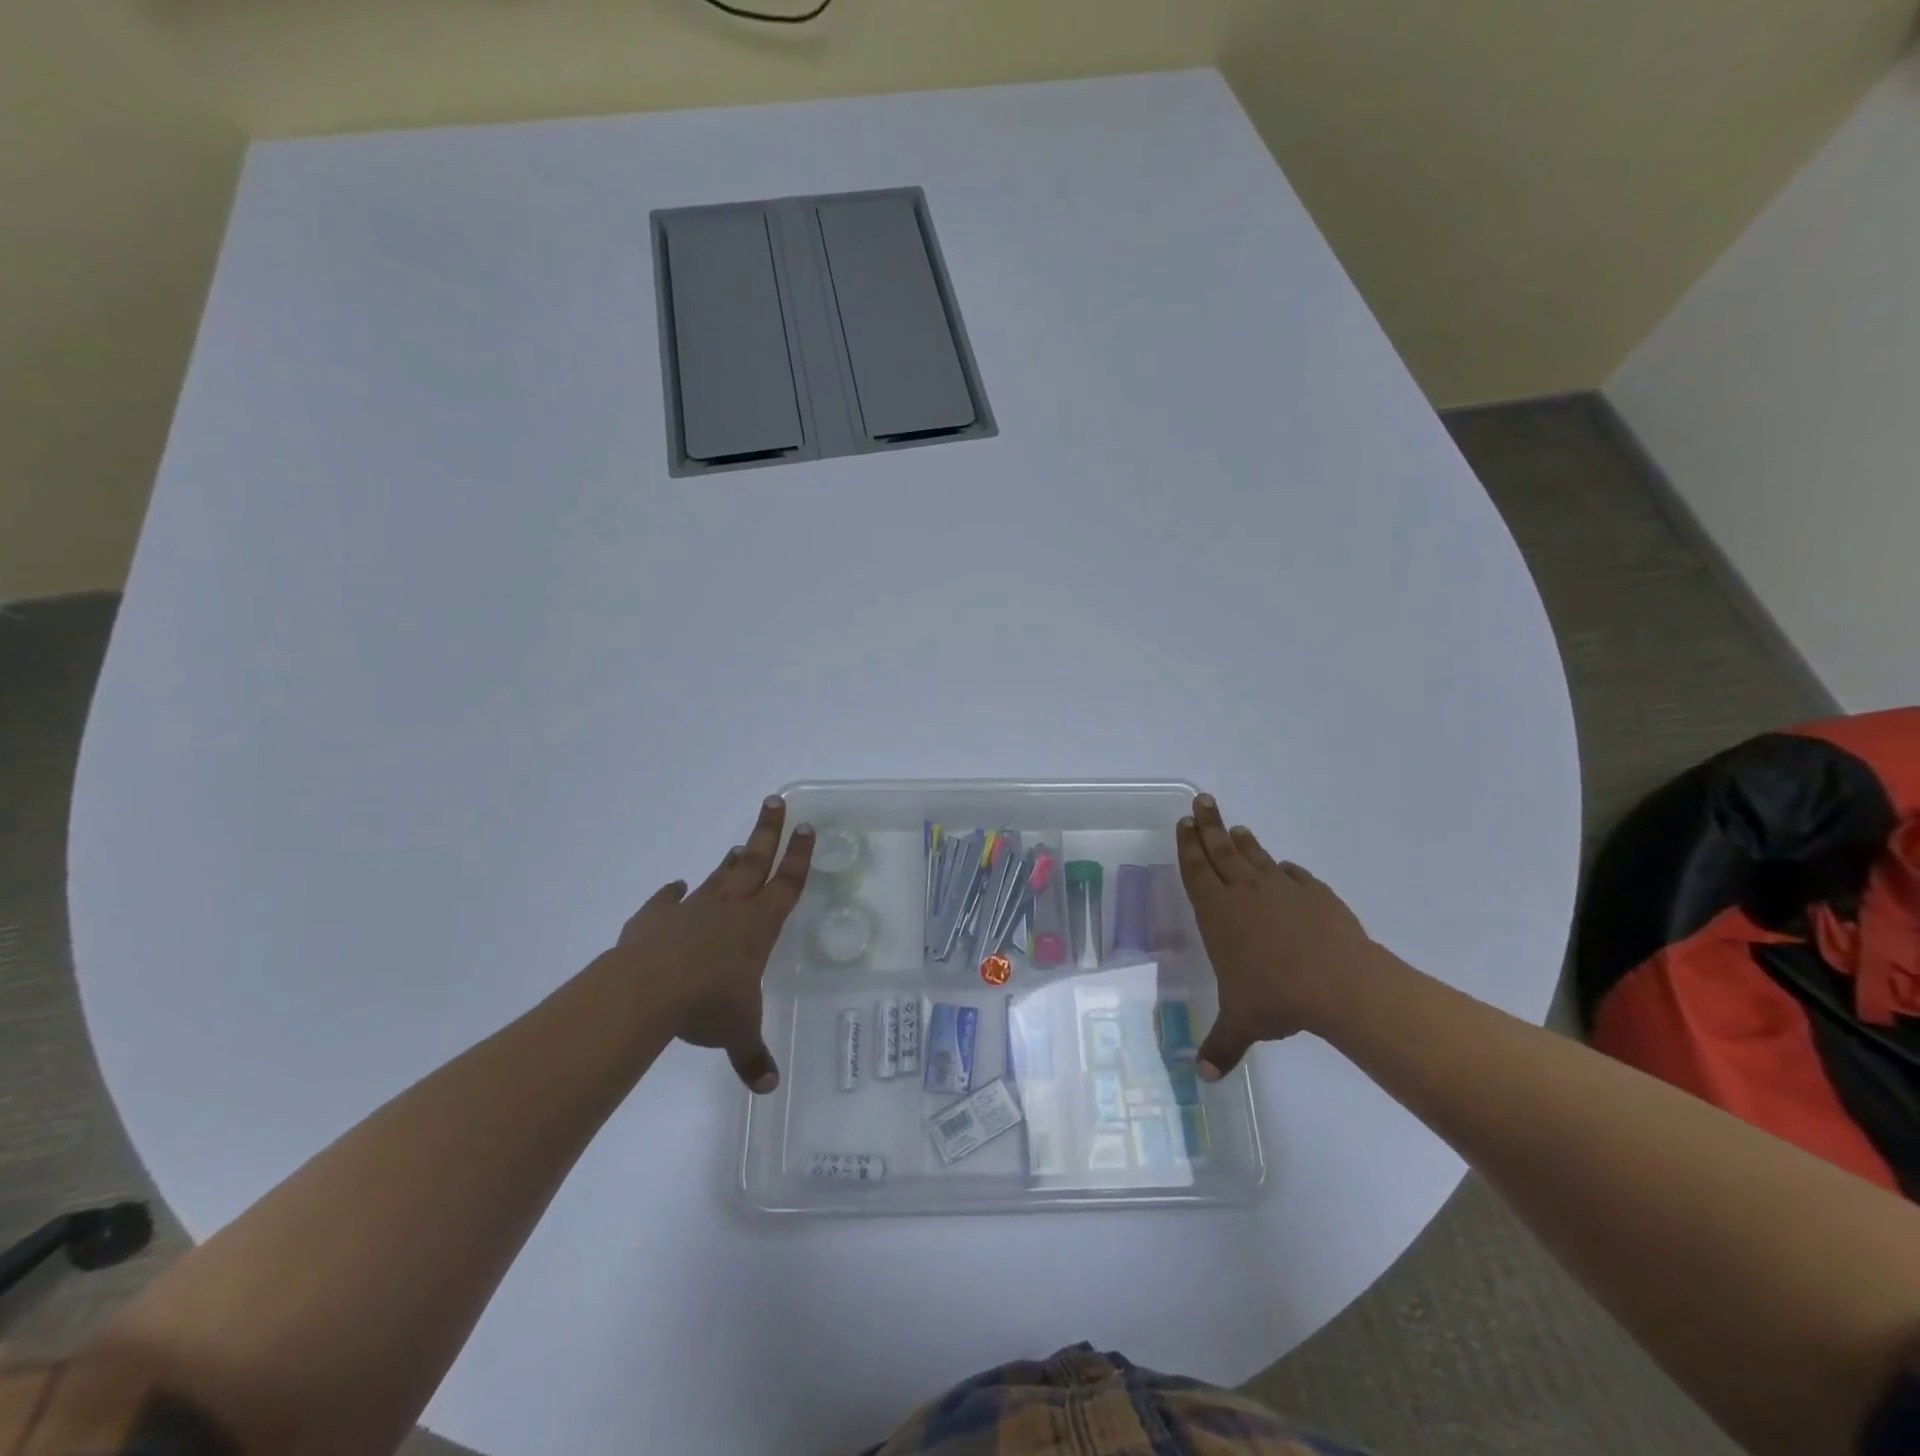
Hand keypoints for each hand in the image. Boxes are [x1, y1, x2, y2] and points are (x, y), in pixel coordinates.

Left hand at [609, 795, 812, 1092]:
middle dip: (767, 833)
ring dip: (730, 861)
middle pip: (753, 862)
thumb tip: (768, 1087)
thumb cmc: (708, 1003)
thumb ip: (752, 1054)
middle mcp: (728, 910)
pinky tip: (674, 886)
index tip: (807, 828)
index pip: (786, 885)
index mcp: (757, 927)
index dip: (799, 858)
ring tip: (739, 844)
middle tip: (774, 801)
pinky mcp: (653, 920)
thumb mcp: (736, 1031)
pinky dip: (671, 894)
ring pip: (717, 877)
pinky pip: (666, 902)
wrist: (647, 990)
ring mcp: (689, 910)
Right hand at [1177, 793, 1380, 1079]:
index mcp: (1218, 913)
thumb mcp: (1242, 1024)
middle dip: (1209, 825)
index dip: (1188, 845)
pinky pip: (1296, 876)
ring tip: (1238, 828)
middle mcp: (1246, 892)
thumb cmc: (1277, 998)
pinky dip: (1287, 870)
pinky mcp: (1317, 896)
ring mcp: (1283, 890)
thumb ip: (1221, 1046)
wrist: (1341, 984)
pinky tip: (1286, 868)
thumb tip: (1203, 1079)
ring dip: (1244, 842)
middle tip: (1202, 801)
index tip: (1183, 822)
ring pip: (1257, 857)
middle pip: (1222, 850)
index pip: (1197, 870)